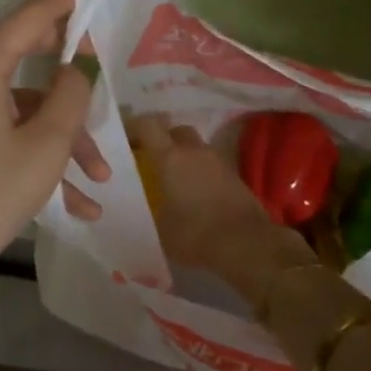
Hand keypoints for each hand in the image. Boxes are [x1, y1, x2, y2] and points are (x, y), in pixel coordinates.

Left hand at [0, 0, 108, 360]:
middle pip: (25, 57)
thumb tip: (81, 62)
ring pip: (23, 106)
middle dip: (71, 82)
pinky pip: (6, 130)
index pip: (28, 17)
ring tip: (99, 176)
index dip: (63, 0)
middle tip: (104, 79)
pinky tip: (77, 202)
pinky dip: (38, 154)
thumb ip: (72, 92)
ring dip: (63, 136)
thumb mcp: (48, 143)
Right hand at [132, 116, 313, 304]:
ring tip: (173, 178)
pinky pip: (209, 163)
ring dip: (183, 155)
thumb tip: (138, 210)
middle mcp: (193, 151)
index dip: (134, 127)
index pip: (148, 125)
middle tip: (150, 158)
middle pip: (174, 130)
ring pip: (194, 146)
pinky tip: (194, 192)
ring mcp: (217, 160)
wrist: (247, 244)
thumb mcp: (160, 229)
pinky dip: (199, 171)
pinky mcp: (233, 175)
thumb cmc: (196, 234)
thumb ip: (147, 212)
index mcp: (170, 157)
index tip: (124, 139)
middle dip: (162, 139)